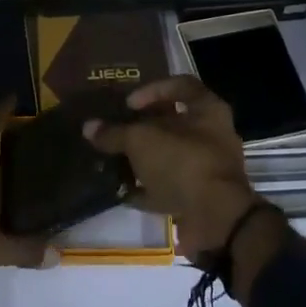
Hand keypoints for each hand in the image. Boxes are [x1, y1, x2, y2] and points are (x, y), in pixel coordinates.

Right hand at [84, 76, 260, 260]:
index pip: (181, 85)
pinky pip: (171, 187)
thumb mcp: (141, 141)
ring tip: (116, 161)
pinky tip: (123, 192)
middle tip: (119, 131)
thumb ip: (115, 133)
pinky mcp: (201, 199)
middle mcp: (214, 136)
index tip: (129, 104)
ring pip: (171, 156)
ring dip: (145, 160)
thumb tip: (89, 127)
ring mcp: (209, 169)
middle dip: (145, 128)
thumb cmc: (182, 163)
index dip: (152, 89)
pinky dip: (149, 189)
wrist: (216, 221)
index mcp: (208, 110)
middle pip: (175, 123)